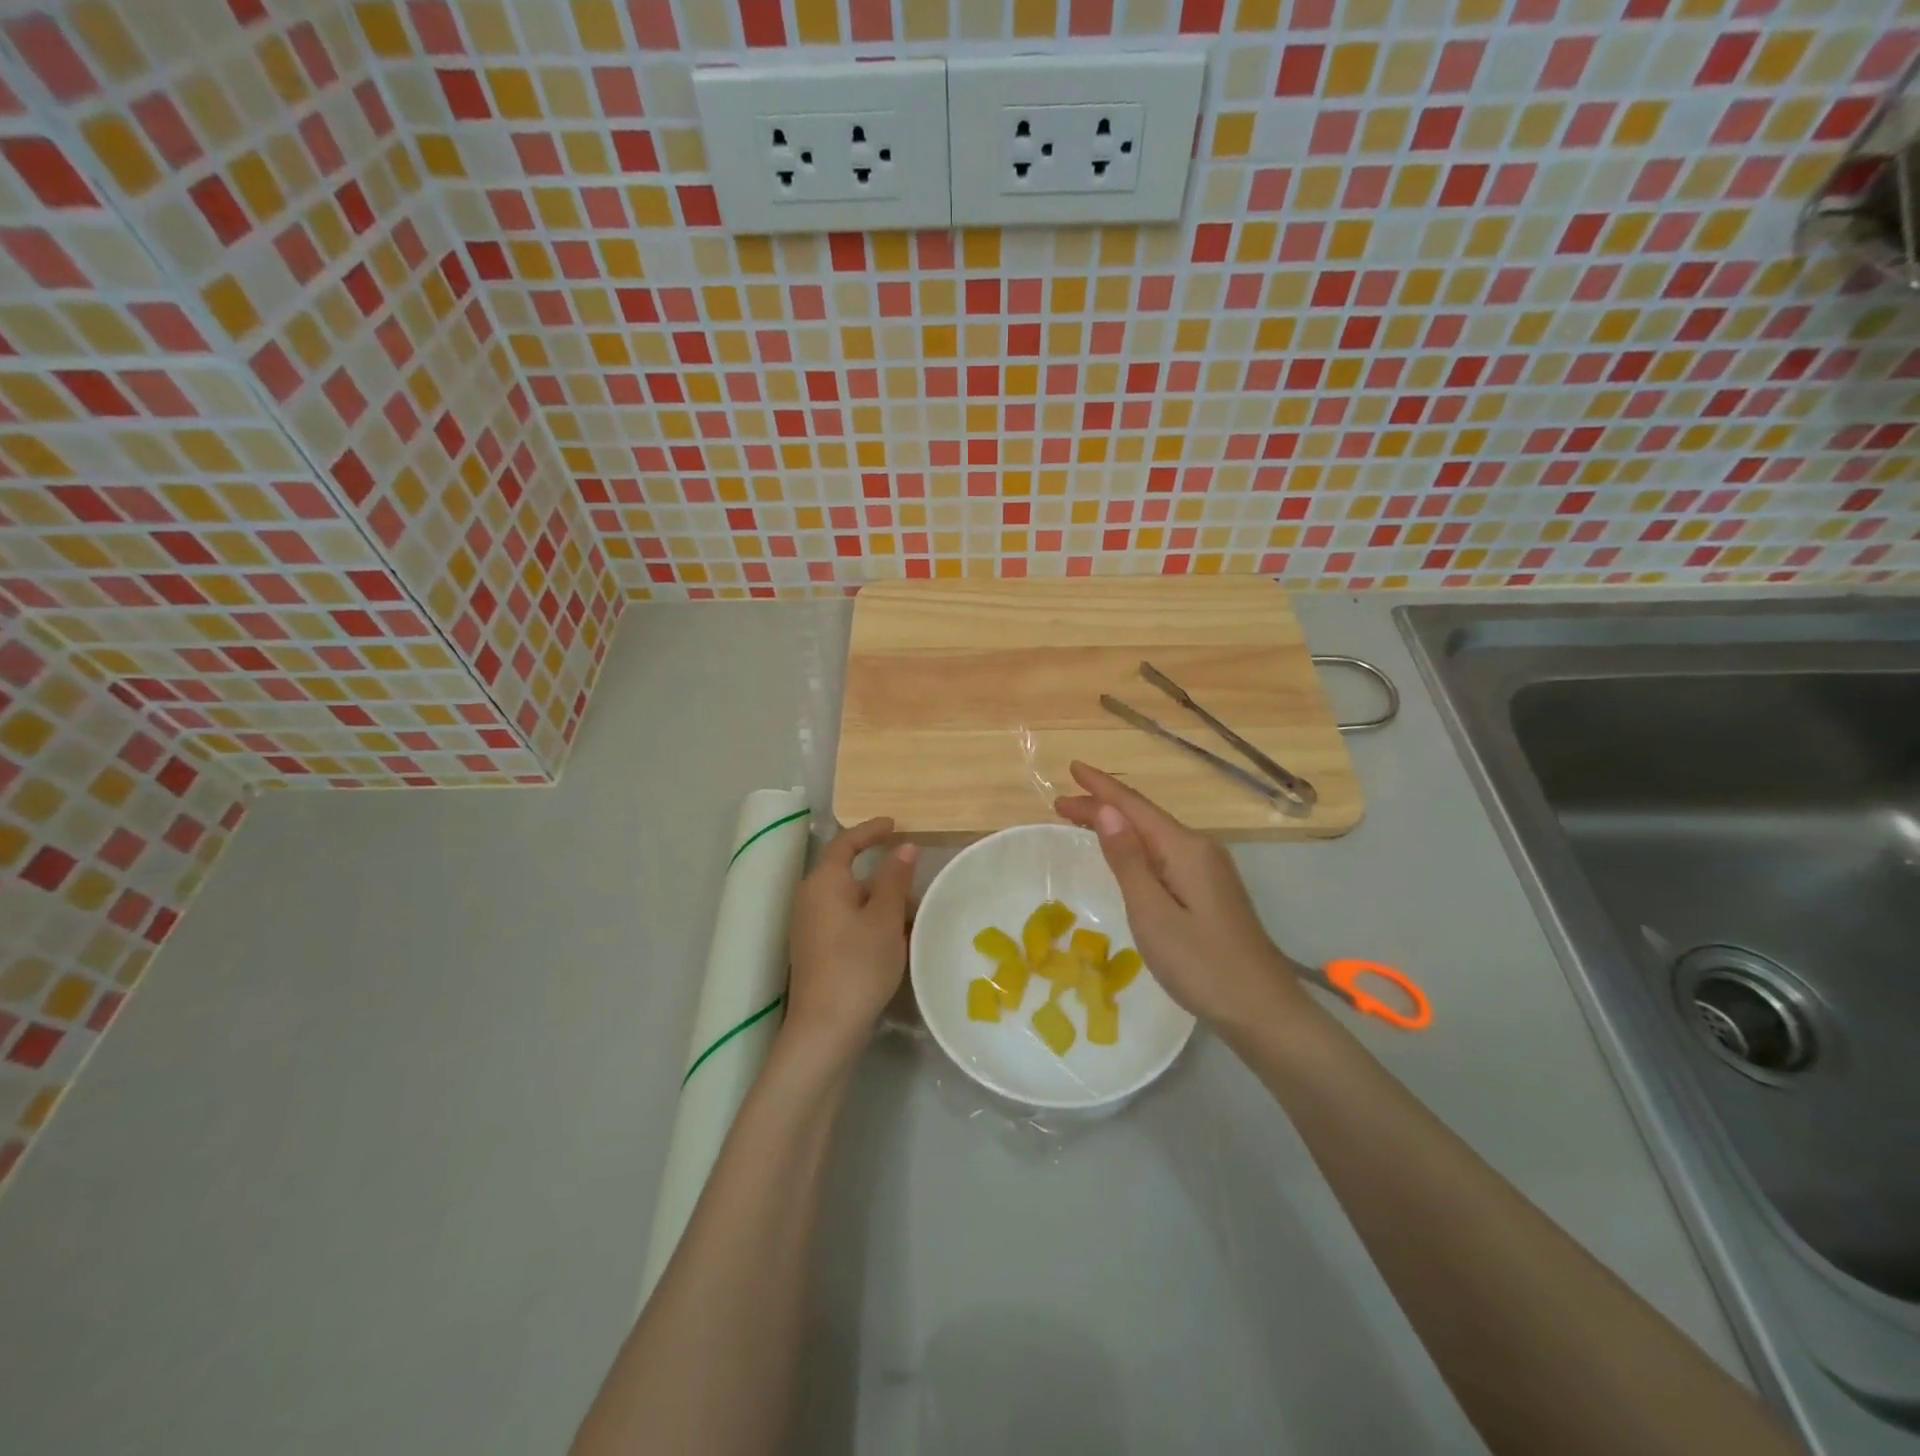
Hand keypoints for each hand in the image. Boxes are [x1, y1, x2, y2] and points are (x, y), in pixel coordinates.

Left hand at [783, 817, 917, 1063]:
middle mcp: (811, 899)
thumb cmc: (858, 964)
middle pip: (849, 874)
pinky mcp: (817, 952)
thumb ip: (895, 879)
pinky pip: (848, 923)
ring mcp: (811, 927)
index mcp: (824, 882)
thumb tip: (904, 847)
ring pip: (852, 902)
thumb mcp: (885, 918)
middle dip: (884, 875)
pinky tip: (897, 940)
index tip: (894, 824)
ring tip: (916, 913)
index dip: (870, 831)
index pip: (846, 843)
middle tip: (917, 878)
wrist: (826, 1028)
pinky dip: (872, 922)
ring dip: (882, 903)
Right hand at [1054, 762, 1306, 1029]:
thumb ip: (1128, 860)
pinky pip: (1165, 853)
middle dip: (1103, 805)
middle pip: (1144, 817)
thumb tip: (1107, 811)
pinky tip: (1125, 853)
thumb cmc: (1201, 964)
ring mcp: (1209, 869)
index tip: (1071, 768)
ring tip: (1082, 820)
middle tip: (1061, 805)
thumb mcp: (1152, 913)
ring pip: (1155, 835)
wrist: (1262, 1011)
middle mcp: (1200, 848)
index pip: (1134, 806)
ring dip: (1118, 824)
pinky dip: (1136, 845)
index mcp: (1185, 849)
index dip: (1101, 787)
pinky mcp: (1211, 890)